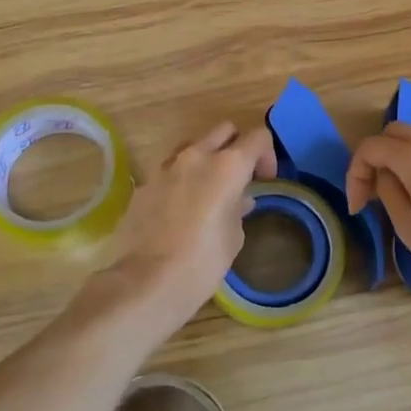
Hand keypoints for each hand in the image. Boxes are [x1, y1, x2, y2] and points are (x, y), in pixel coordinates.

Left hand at [105, 120, 276, 322]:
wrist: (147, 281)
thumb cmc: (203, 261)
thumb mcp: (234, 237)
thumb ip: (238, 209)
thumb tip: (238, 200)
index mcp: (228, 165)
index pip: (258, 137)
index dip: (267, 154)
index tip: (265, 179)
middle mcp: (197, 156)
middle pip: (224, 130)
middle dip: (236, 147)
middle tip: (239, 177)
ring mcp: (166, 167)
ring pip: (193, 145)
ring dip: (205, 158)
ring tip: (208, 189)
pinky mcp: (144, 184)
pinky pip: (169, 170)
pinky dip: (180, 180)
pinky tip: (180, 209)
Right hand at [344, 122, 410, 297]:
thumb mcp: (407, 226)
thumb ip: (388, 191)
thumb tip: (385, 176)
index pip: (372, 146)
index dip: (355, 172)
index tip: (358, 205)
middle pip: (398, 133)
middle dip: (379, 157)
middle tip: (374, 192)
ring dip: (406, 162)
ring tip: (406, 198)